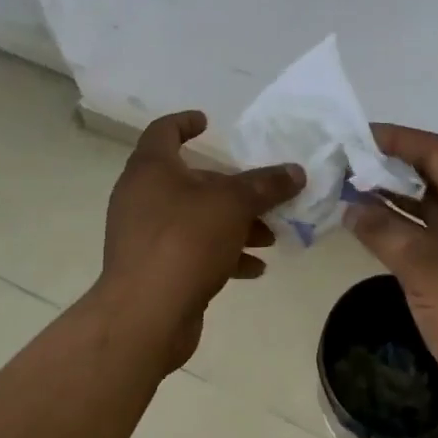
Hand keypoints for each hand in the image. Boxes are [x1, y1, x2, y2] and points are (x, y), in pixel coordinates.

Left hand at [93, 110, 302, 372]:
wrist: (145, 316)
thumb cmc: (185, 240)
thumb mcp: (233, 204)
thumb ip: (265, 185)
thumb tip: (295, 171)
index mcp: (151, 168)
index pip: (164, 131)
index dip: (185, 122)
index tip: (208, 122)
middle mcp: (142, 196)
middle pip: (190, 180)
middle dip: (230, 188)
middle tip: (263, 195)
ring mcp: (144, 235)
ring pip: (195, 218)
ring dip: (233, 224)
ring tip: (269, 237)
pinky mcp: (153, 269)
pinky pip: (191, 250)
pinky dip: (221, 254)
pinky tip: (255, 268)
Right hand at [350, 125, 437, 437]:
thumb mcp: (426, 268)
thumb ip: (384, 230)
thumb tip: (350, 206)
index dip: (397, 139)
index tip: (357, 135)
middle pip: (437, 176)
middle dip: (393, 168)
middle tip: (348, 162)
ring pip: (433, 209)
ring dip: (396, 199)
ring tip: (351, 189)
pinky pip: (434, 239)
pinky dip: (404, 231)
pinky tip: (372, 230)